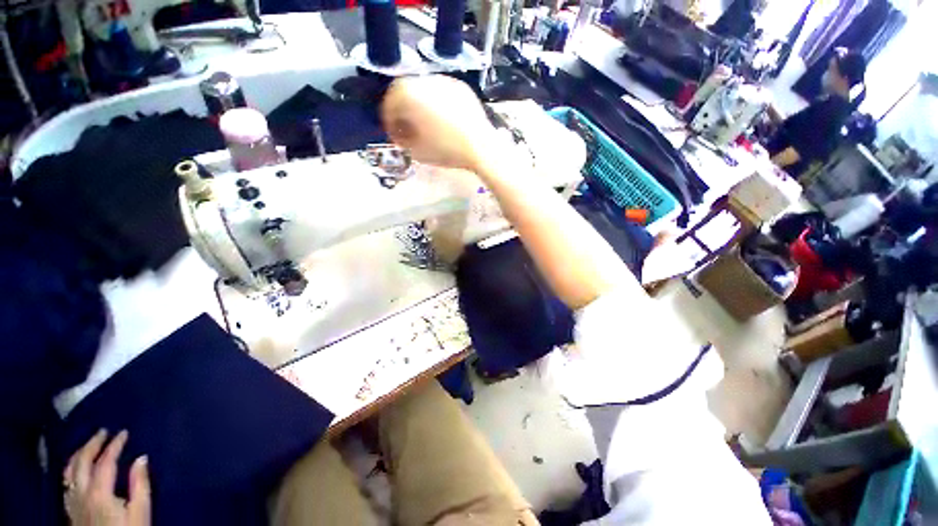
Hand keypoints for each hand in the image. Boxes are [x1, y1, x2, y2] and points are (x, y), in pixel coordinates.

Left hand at [63, 429, 150, 525]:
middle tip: (104, 431)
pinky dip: (72, 468)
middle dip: (92, 444)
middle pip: (81, 462)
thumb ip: (140, 485)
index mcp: (99, 492)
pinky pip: (66, 482)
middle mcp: (81, 492)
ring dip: (79, 454)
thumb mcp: (140, 511)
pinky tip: (78, 468)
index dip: (115, 445)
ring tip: (89, 445)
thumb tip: (142, 458)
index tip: (124, 432)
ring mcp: (72, 501)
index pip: (105, 461)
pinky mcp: (70, 508)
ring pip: (69, 471)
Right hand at [381, 75, 497, 172]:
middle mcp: (425, 80)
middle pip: (405, 93)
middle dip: (403, 111)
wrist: (481, 148)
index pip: (390, 103)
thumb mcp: (417, 150)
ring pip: (424, 90)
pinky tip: (443, 120)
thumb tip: (400, 133)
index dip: (389, 120)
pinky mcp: (461, 87)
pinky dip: (437, 104)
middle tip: (407, 129)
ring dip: (419, 105)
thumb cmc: (446, 150)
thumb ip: (402, 139)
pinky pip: (442, 93)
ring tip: (425, 125)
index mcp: (410, 94)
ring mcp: (445, 81)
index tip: (393, 133)